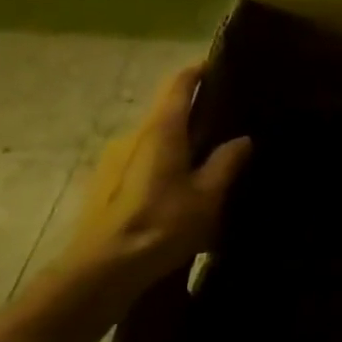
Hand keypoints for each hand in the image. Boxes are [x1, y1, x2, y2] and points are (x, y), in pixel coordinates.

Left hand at [59, 64, 250, 301]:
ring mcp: (112, 160)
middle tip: (226, 124)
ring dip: (178, 143)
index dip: (199, 71)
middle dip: (195, 114)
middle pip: (166, 112)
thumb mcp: (207, 196)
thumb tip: (242, 140)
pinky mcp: (102, 185)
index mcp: (160, 130)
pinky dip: (161, 164)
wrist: (98, 274)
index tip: (221, 67)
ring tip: (205, 162)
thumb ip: (226, 163)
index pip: (178, 83)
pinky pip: (140, 161)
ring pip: (153, 139)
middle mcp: (133, 136)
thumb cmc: (159, 226)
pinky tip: (177, 190)